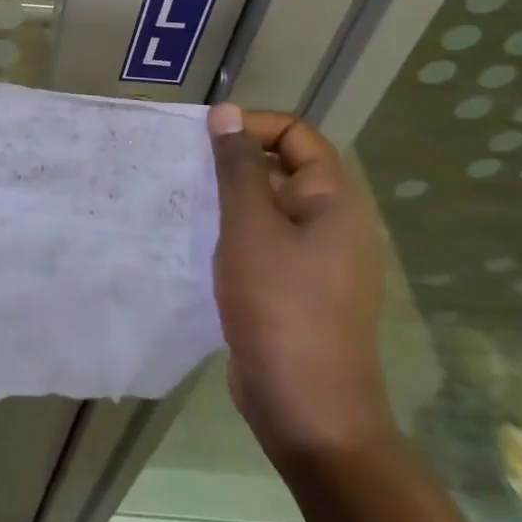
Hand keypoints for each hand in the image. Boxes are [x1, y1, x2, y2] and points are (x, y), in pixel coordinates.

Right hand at [207, 103, 393, 464]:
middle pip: (285, 168)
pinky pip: (267, 242)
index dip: (253, 126)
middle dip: (236, 161)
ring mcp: (318, 260)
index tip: (205, 138)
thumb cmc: (280, 306)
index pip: (297, 135)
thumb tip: (227, 113)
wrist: (307, 408)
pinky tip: (200, 242)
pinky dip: (236, 232)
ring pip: (271, 208)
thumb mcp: (250, 227)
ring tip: (186, 200)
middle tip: (187, 167)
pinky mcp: (298, 289)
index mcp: (335, 201)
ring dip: (231, 198)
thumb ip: (238, 167)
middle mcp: (334, 224)